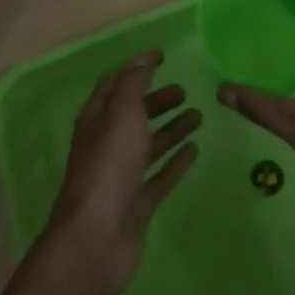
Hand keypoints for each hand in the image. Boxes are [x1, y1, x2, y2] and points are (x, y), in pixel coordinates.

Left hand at [45, 49, 201, 294]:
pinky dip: (176, 161)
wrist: (96, 240)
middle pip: (133, 114)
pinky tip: (194, 150)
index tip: (162, 55)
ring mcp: (122, 176)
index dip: (137, 67)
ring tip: (198, 116)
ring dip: (171, 128)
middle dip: (157, 99)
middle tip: (185, 90)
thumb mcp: (121, 113)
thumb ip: (134, 84)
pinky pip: (160, 175)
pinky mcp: (137, 204)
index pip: (115, 83)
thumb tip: (143, 62)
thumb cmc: (108, 166)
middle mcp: (107, 144)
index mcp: (97, 120)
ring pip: (149, 144)